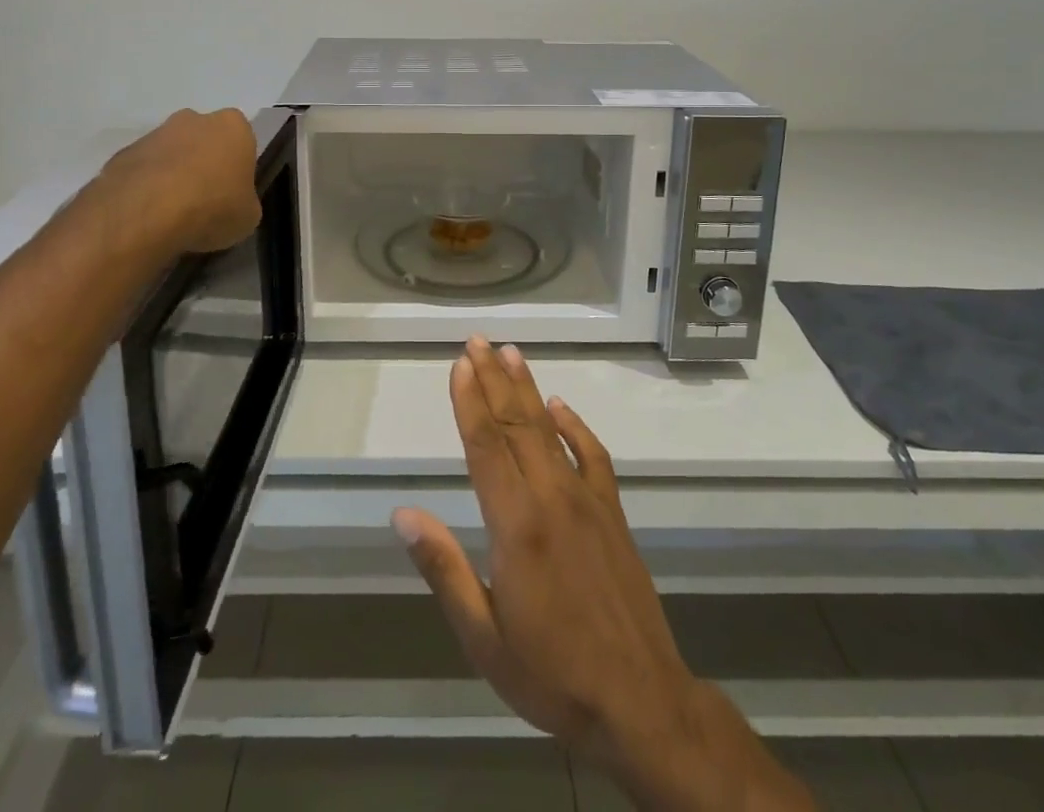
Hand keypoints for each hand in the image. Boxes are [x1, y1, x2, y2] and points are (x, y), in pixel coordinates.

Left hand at [98, 108, 260, 256]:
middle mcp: (194, 120)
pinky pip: (143, 170)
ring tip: (172, 214)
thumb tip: (234, 205)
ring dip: (173, 175)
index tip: (233, 192)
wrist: (145, 212)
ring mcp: (155, 133)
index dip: (238, 168)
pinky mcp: (123, 153)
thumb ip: (244, 202)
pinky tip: (148, 214)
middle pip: (204, 141)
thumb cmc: (211, 207)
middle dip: (203, 164)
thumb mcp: (248, 216)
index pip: (242, 141)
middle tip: (204, 200)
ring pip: (171, 153)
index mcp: (233, 127)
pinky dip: (146, 187)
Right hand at [394, 340, 814, 811]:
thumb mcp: (483, 636)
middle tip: (477, 341)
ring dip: (527, 389)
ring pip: (550, 430)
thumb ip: (444, 568)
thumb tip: (403, 515)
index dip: (470, 401)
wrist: (640, 701)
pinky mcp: (613, 513)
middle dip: (493, 379)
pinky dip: (575, 426)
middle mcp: (551, 498)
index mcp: (516, 525)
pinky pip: (593, 456)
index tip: (459, 364)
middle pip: (516, 424)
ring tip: (510, 353)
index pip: (486, 446)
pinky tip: (560, 406)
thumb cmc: (552, 673)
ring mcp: (587, 501)